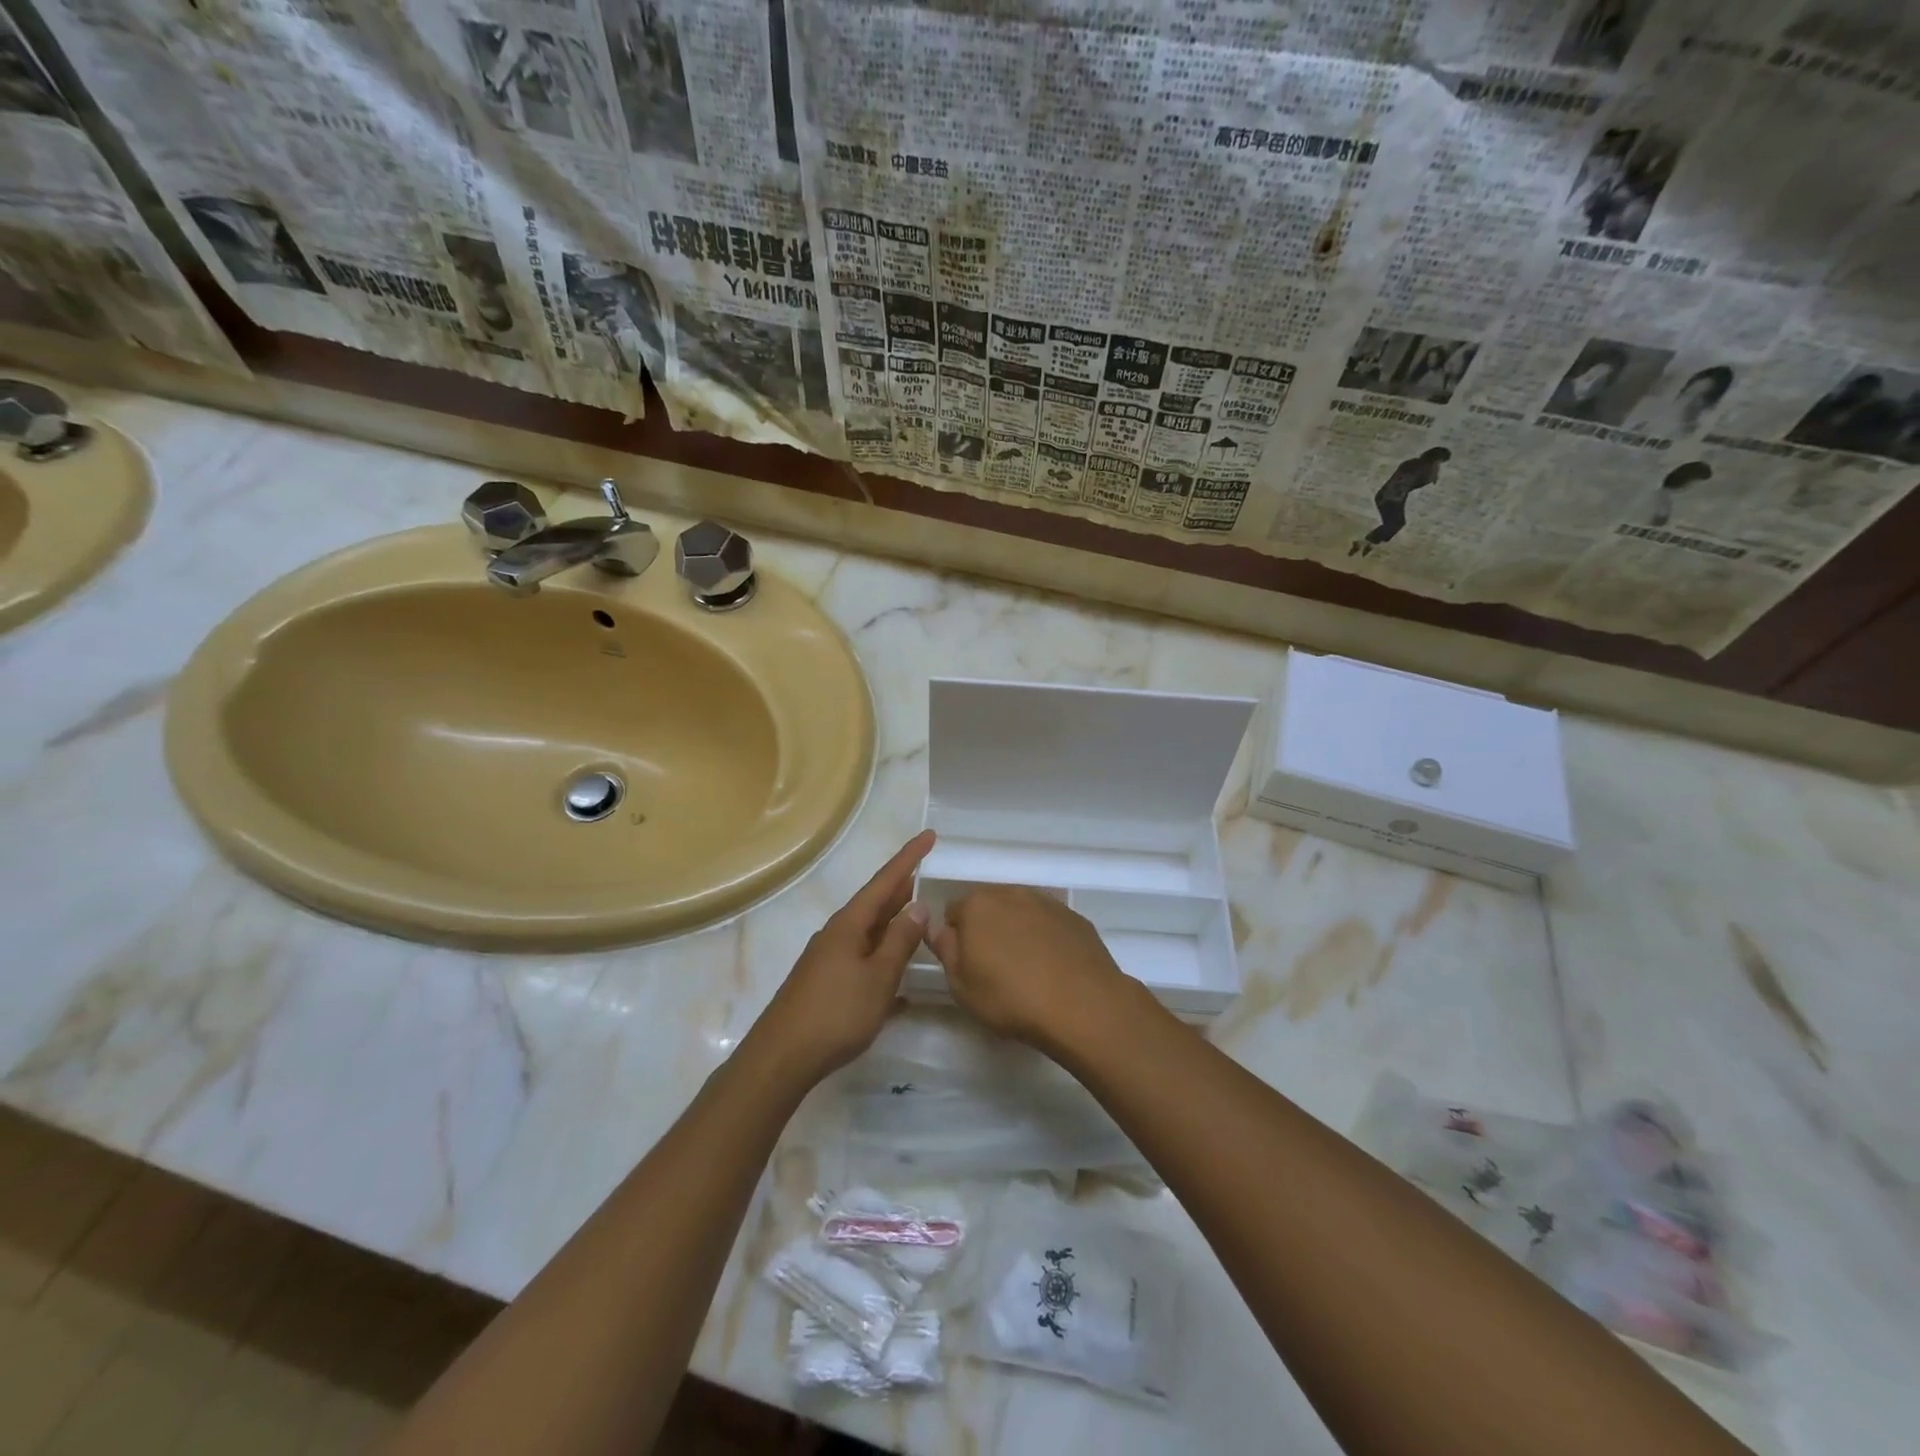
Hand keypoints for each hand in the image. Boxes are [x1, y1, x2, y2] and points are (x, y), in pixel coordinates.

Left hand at [756, 830, 934, 1084]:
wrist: (782, 1058)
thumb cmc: (836, 1013)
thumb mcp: (878, 976)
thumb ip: (900, 941)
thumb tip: (917, 906)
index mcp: (849, 924)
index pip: (885, 881)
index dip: (909, 858)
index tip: (930, 835)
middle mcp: (837, 935)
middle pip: (875, 904)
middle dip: (902, 890)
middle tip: (928, 875)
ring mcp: (829, 960)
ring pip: (870, 934)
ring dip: (894, 927)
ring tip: (919, 921)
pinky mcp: (826, 986)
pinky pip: (863, 963)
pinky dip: (884, 964)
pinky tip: (901, 987)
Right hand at [929, 886, 1131, 1053]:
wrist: (1083, 1005)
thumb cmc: (1011, 999)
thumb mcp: (962, 986)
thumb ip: (946, 951)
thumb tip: (941, 930)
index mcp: (977, 906)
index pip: (953, 912)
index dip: (956, 939)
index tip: (966, 965)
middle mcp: (1011, 893)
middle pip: (988, 907)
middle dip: (986, 929)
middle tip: (994, 968)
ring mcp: (1046, 902)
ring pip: (1020, 911)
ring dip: (1016, 930)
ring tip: (1026, 968)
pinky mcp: (1074, 916)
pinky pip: (1048, 922)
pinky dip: (1045, 937)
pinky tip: (1052, 966)